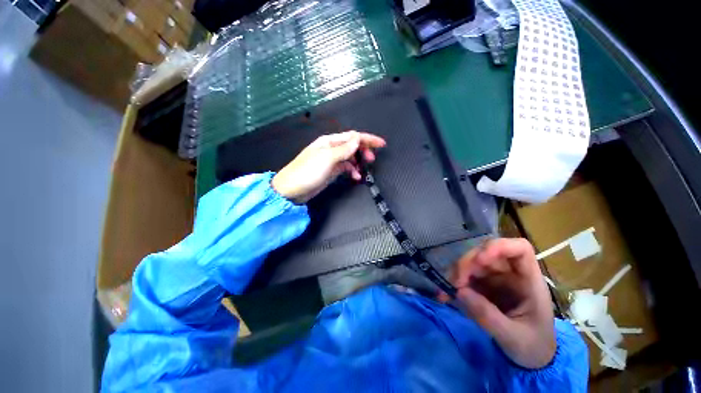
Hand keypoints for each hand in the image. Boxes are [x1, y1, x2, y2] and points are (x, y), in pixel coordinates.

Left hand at [272, 131, 385, 203]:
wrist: (291, 190)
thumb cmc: (307, 172)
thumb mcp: (327, 159)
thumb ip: (344, 149)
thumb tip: (357, 138)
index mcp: (329, 142)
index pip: (352, 137)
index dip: (368, 139)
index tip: (381, 144)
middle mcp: (331, 149)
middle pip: (352, 146)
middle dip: (364, 150)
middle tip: (371, 159)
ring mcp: (331, 161)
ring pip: (350, 157)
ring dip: (358, 162)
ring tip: (363, 170)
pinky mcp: (331, 171)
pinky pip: (345, 168)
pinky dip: (352, 171)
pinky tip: (355, 177)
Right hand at [440, 238, 555, 368]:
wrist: (531, 355)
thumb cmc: (533, 345)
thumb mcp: (514, 337)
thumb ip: (489, 316)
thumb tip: (459, 292)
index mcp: (529, 281)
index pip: (519, 249)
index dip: (498, 247)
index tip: (479, 260)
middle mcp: (510, 273)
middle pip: (486, 252)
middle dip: (467, 264)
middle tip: (455, 284)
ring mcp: (495, 278)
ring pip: (471, 262)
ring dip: (456, 273)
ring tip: (445, 293)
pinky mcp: (482, 284)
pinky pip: (464, 276)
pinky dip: (452, 283)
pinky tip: (444, 296)